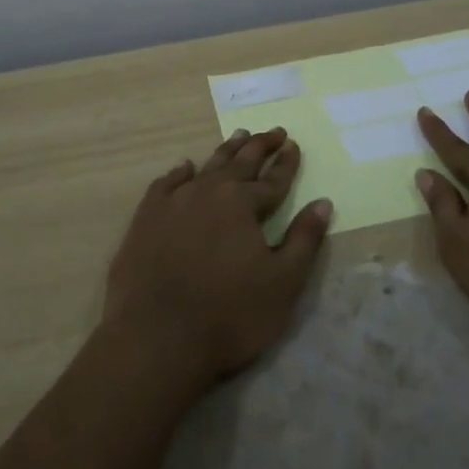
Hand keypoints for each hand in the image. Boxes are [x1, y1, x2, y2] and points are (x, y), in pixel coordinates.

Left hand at [103, 128, 332, 388]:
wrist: (156, 337)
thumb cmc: (229, 315)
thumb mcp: (283, 283)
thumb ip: (304, 240)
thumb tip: (323, 203)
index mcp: (243, 204)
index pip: (273, 179)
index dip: (286, 163)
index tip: (294, 144)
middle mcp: (209, 191)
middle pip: (240, 162)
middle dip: (260, 145)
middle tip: (274, 131)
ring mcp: (174, 201)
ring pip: (206, 166)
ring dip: (226, 151)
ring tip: (239, 135)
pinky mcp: (146, 217)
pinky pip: (166, 183)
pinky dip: (180, 172)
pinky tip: (185, 167)